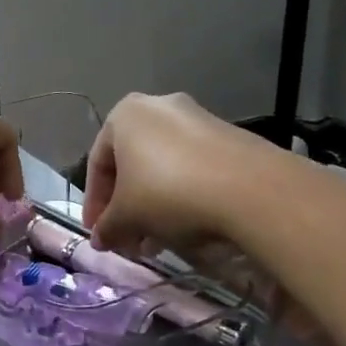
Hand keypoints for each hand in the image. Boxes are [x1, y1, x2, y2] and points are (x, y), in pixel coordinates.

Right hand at [82, 93, 268, 256]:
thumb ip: (107, 227)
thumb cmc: (168, 193)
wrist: (250, 189)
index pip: (97, 163)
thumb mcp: (127, 217)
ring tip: (158, 237)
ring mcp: (197, 117)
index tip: (98, 233)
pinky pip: (193, 165)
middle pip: (132, 162)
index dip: (95, 204)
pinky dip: (183, 192)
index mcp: (124, 115)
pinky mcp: (229, 135)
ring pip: (163, 164)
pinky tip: (188, 222)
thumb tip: (100, 239)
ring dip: (154, 201)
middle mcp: (158, 106)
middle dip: (126, 204)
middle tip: (128, 237)